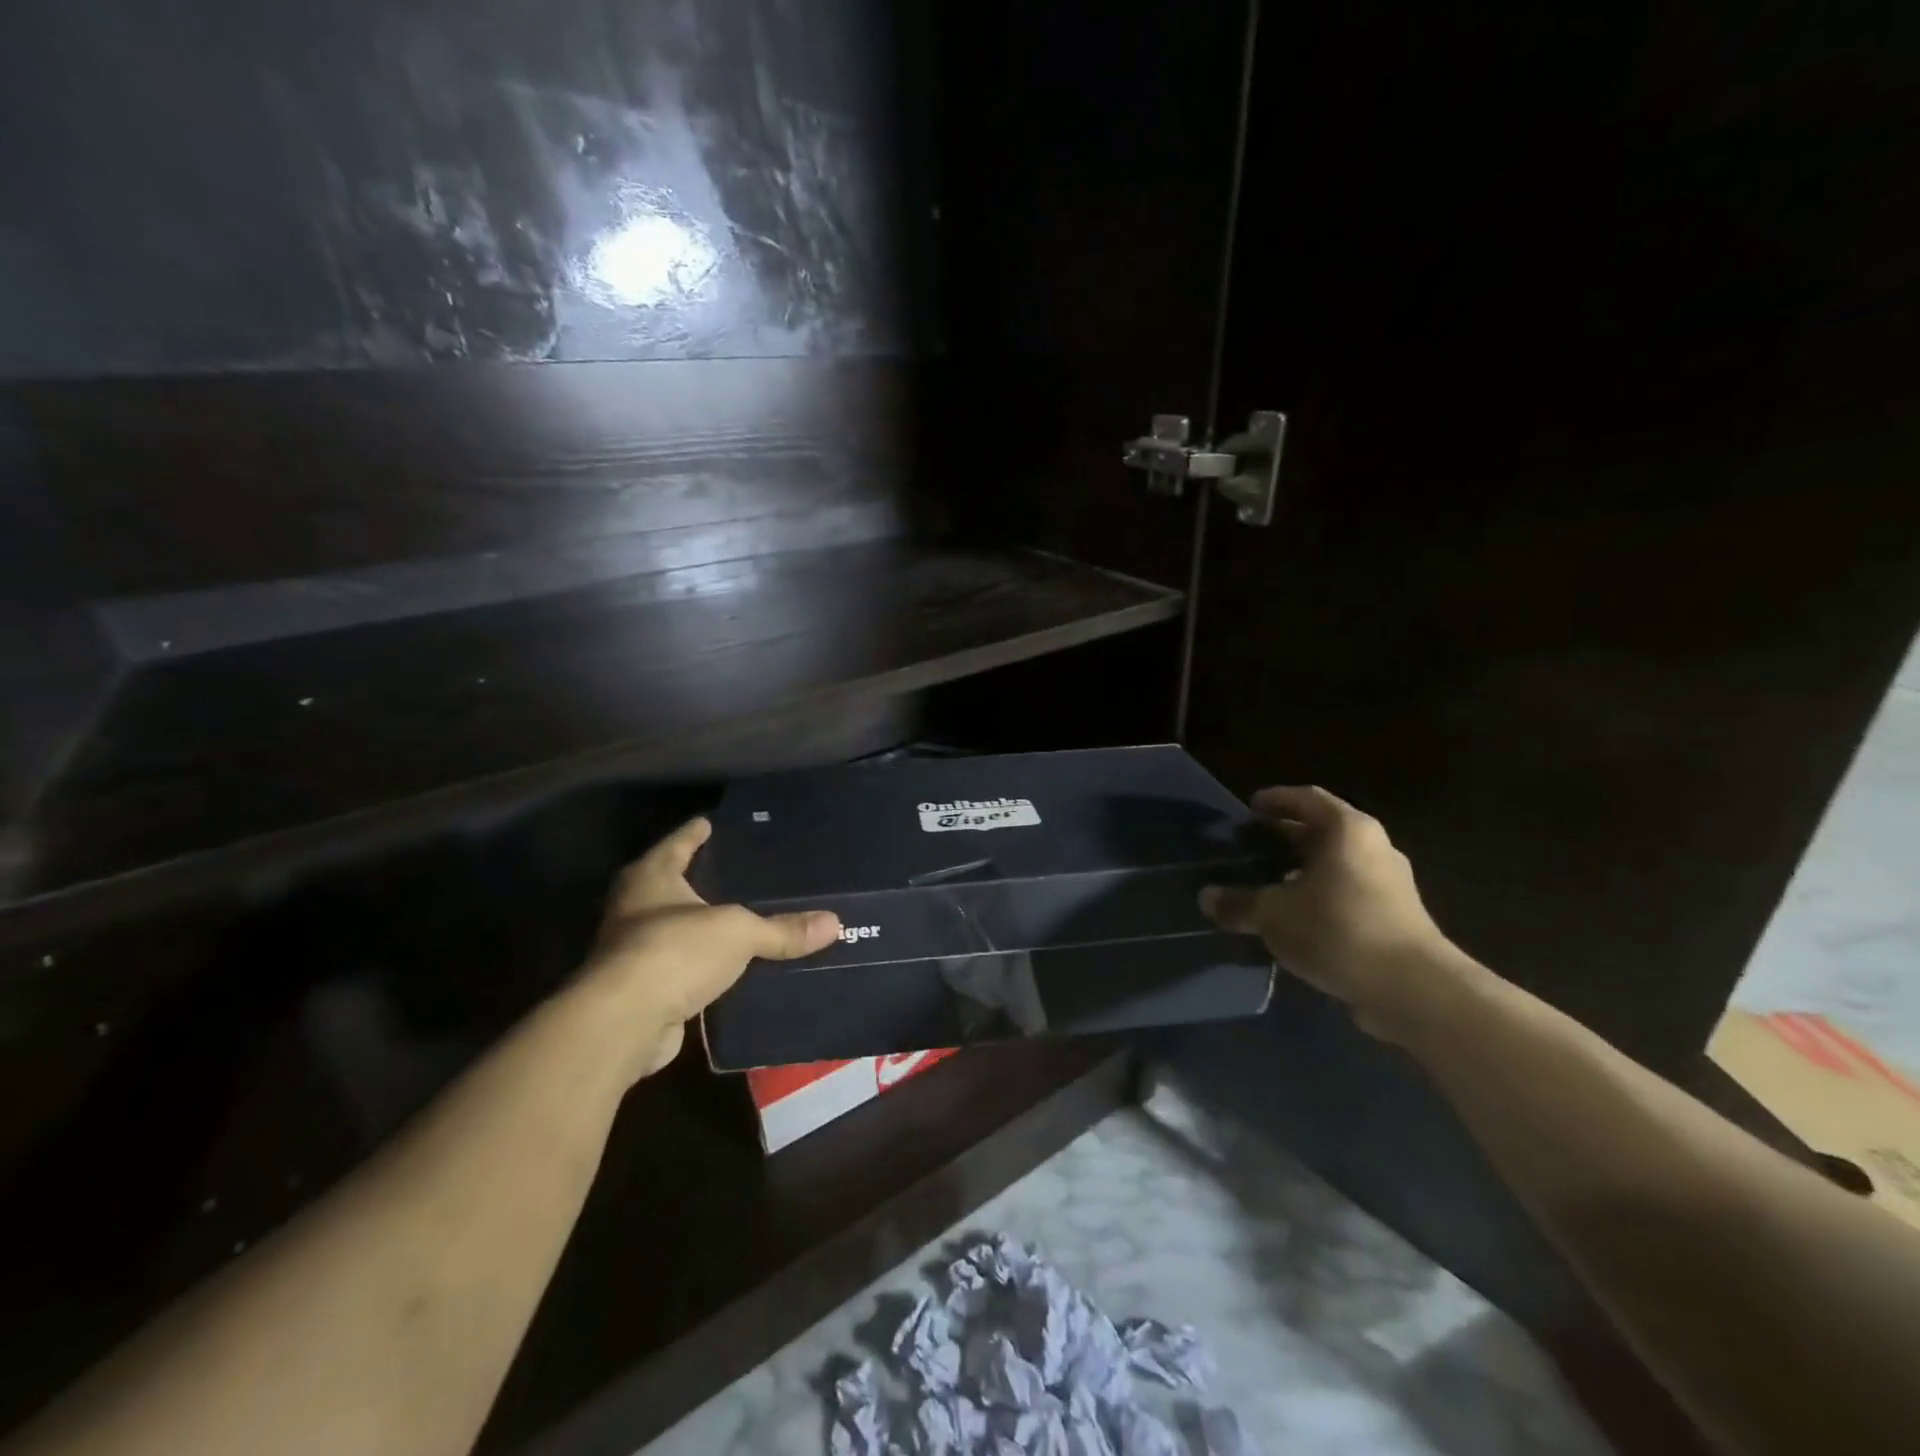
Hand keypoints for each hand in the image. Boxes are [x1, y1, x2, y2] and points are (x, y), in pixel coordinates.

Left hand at [579, 817, 840, 1079]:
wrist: (624, 1022)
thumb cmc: (675, 951)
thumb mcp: (739, 932)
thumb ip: (782, 929)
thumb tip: (834, 924)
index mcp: (651, 878)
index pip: (678, 843)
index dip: (696, 832)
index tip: (711, 821)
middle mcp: (635, 909)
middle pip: (672, 885)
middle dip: (701, 880)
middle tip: (741, 870)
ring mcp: (635, 951)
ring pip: (678, 929)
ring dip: (704, 927)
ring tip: (745, 917)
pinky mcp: (644, 990)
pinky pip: (684, 968)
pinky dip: (705, 966)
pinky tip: (734, 966)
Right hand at [1199, 786, 1461, 1039]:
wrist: (1415, 990)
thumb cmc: (1339, 929)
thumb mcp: (1275, 915)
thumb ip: (1239, 903)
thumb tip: (1206, 898)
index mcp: (1347, 830)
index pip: (1307, 798)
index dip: (1276, 799)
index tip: (1250, 808)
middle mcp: (1373, 848)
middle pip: (1323, 831)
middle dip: (1286, 837)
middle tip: (1252, 847)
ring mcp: (1389, 884)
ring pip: (1336, 865)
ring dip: (1303, 871)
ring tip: (1267, 884)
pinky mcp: (1395, 918)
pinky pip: (1348, 894)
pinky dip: (1320, 897)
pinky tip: (1295, 920)